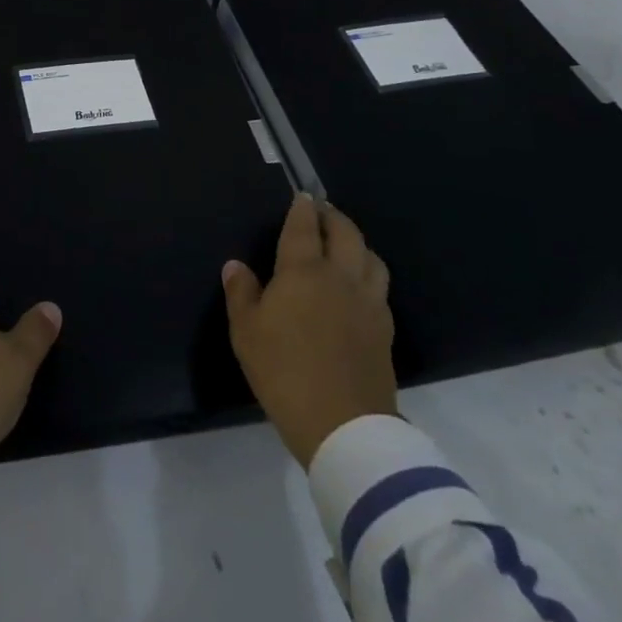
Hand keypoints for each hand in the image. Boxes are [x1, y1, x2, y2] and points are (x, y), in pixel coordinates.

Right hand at [222, 193, 397, 465]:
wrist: (343, 425)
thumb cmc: (284, 371)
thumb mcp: (246, 332)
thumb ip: (241, 293)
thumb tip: (236, 266)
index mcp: (303, 271)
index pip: (304, 227)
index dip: (302, 208)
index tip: (301, 196)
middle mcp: (340, 277)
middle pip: (345, 233)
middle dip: (333, 216)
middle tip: (321, 212)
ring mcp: (368, 303)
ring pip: (371, 257)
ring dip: (357, 243)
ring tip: (344, 245)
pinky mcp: (385, 330)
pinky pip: (379, 287)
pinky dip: (368, 274)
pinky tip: (358, 287)